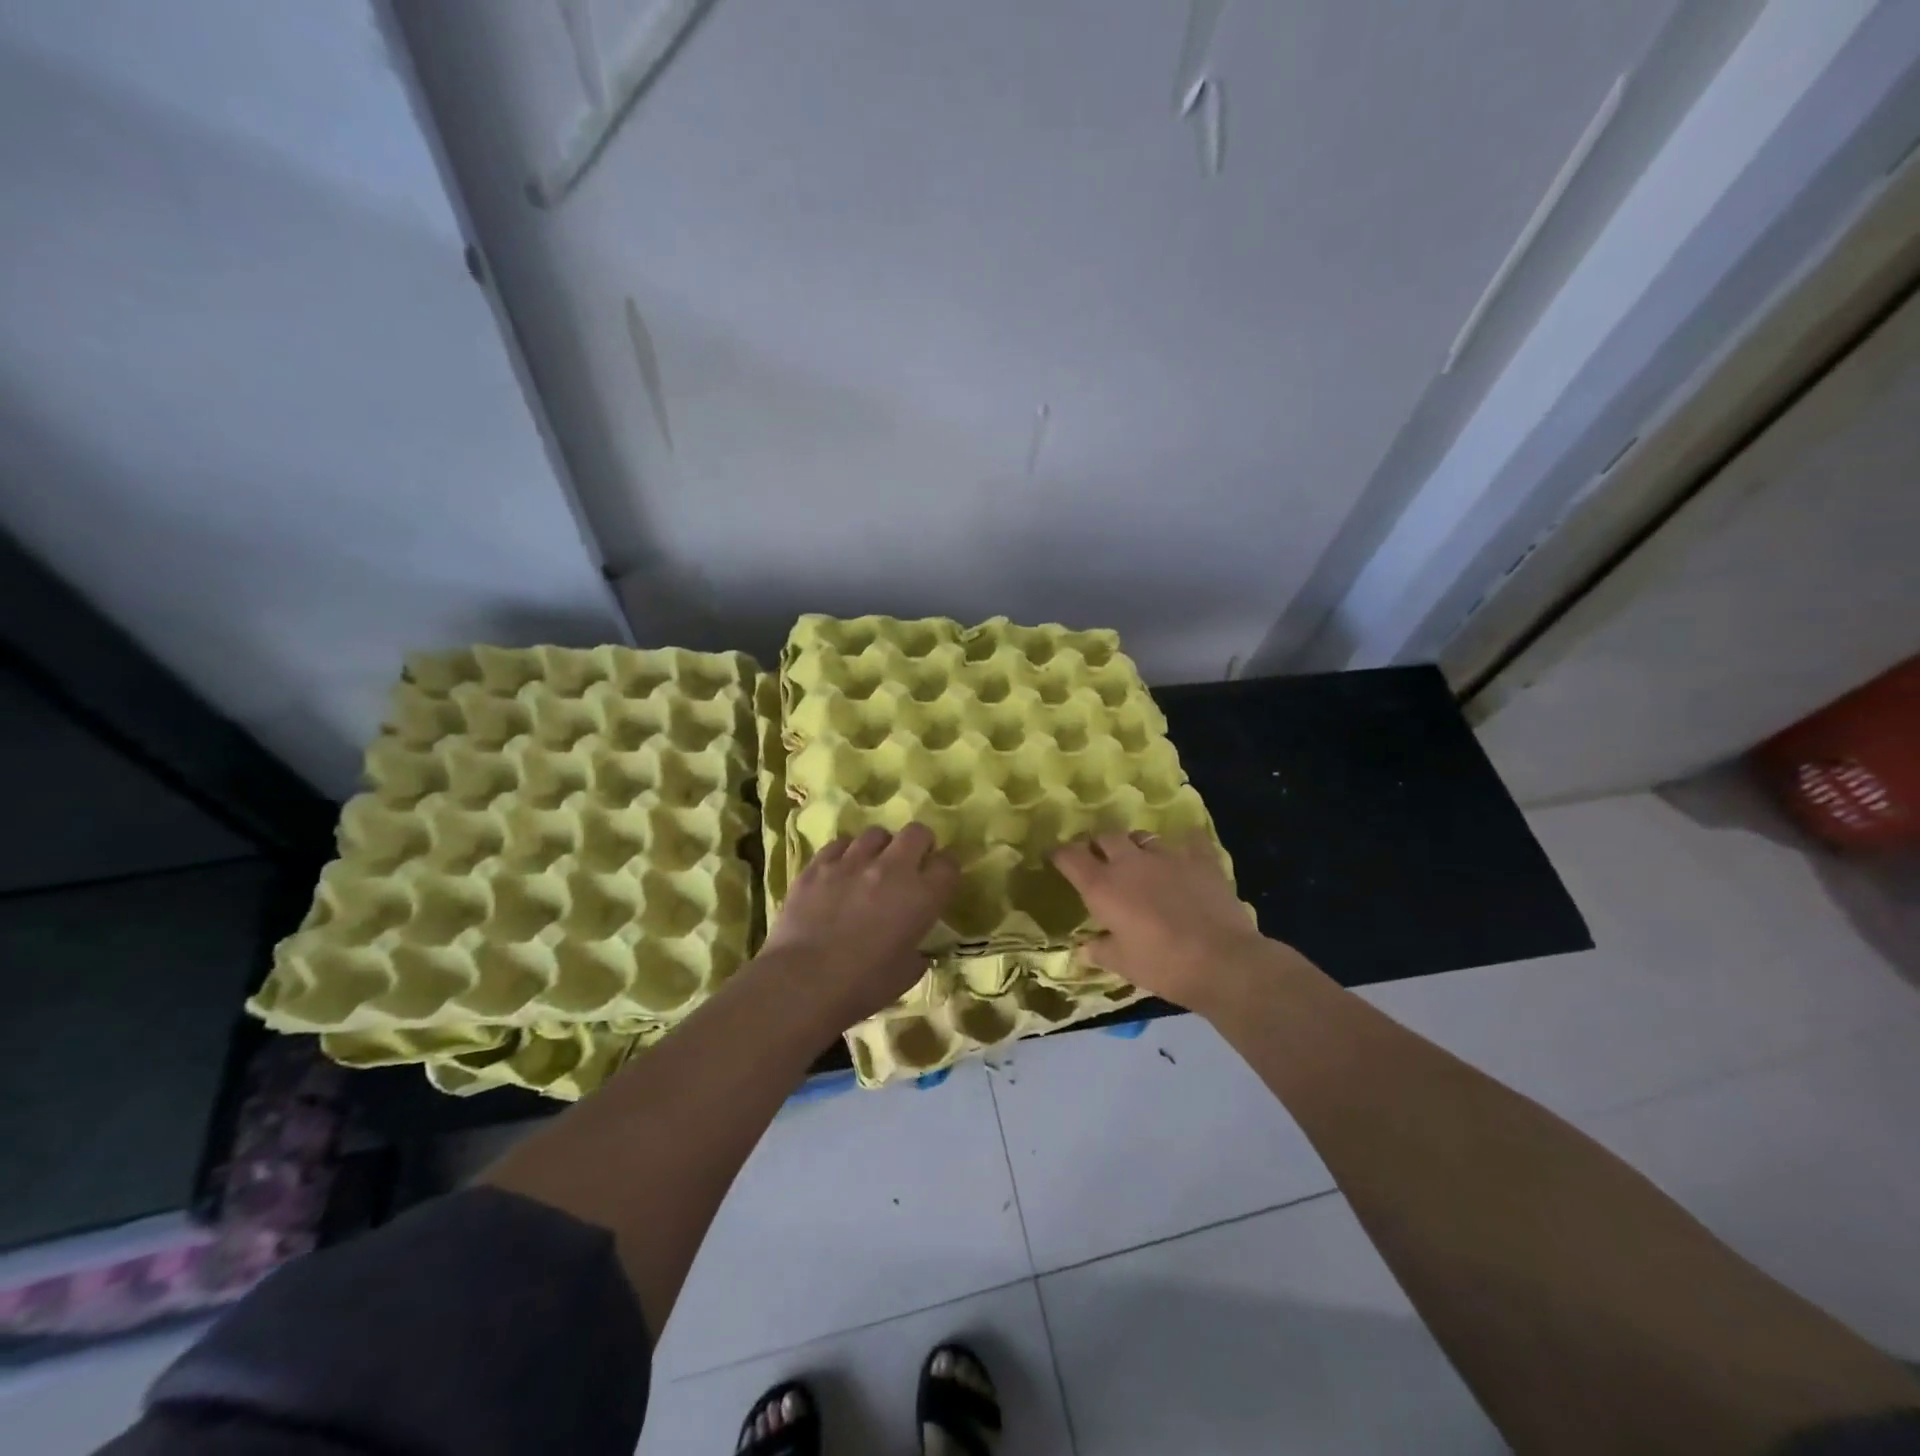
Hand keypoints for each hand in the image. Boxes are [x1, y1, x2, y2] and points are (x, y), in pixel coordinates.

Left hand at [760, 823, 958, 1024]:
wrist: (802, 983)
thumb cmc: (861, 987)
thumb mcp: (905, 975)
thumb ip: (918, 952)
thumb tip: (916, 947)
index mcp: (921, 897)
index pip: (948, 864)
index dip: (946, 870)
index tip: (939, 880)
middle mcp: (892, 869)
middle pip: (916, 833)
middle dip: (919, 844)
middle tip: (910, 864)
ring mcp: (852, 862)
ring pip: (876, 834)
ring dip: (880, 848)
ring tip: (871, 866)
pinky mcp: (818, 865)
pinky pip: (839, 844)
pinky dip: (845, 854)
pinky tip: (840, 871)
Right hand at [1052, 831, 1273, 1012]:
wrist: (1222, 961)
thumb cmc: (1162, 965)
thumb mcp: (1122, 964)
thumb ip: (1099, 950)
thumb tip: (1084, 947)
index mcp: (1102, 886)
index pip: (1070, 856)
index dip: (1060, 854)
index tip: (1056, 858)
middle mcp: (1130, 862)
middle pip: (1106, 837)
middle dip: (1099, 845)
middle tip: (1100, 861)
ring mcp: (1167, 856)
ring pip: (1142, 836)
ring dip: (1135, 845)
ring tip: (1139, 860)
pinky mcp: (1200, 860)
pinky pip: (1189, 841)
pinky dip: (1184, 844)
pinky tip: (1186, 852)